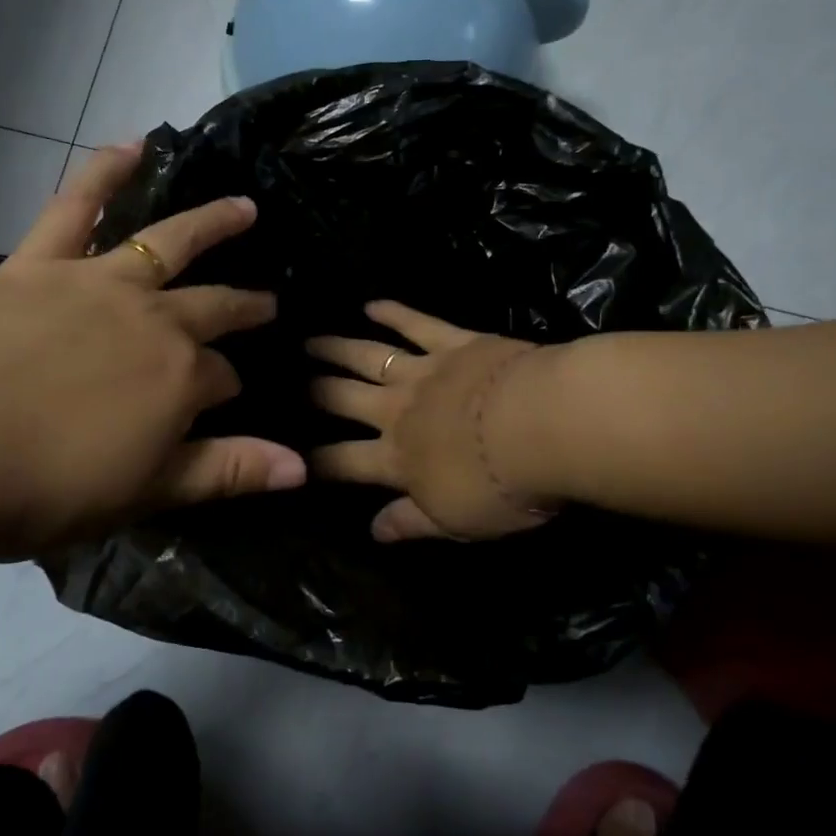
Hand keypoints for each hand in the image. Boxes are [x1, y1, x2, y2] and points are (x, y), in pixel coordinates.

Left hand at [0, 144, 305, 562]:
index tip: (228, 402)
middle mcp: (154, 318)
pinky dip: (106, 171)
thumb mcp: (145, 492)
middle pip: (213, 307)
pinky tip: (133, 144)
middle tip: (266, 303)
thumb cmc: (43, 486)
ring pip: (170, 241)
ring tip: (243, 208)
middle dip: (243, 307)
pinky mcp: (41, 263)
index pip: (224, 379)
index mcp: (180, 377)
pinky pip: (77, 205)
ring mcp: (99, 282)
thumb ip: (227, 472)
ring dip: (212, 223)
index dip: (229, 390)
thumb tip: (303, 468)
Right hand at [307, 301, 558, 541]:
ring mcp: (423, 371)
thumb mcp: (455, 523)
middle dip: (314, 392)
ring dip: (335, 348)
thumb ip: (409, 524)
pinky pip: (415, 324)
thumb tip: (372, 532)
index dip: (317, 461)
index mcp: (397, 459)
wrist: (546, 424)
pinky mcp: (454, 343)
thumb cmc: (504, 485)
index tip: (294, 456)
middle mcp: (397, 411)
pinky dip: (392, 312)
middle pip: (343, 399)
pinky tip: (371, 304)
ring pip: (366, 356)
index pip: (344, 462)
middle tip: (290, 382)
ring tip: (310, 340)